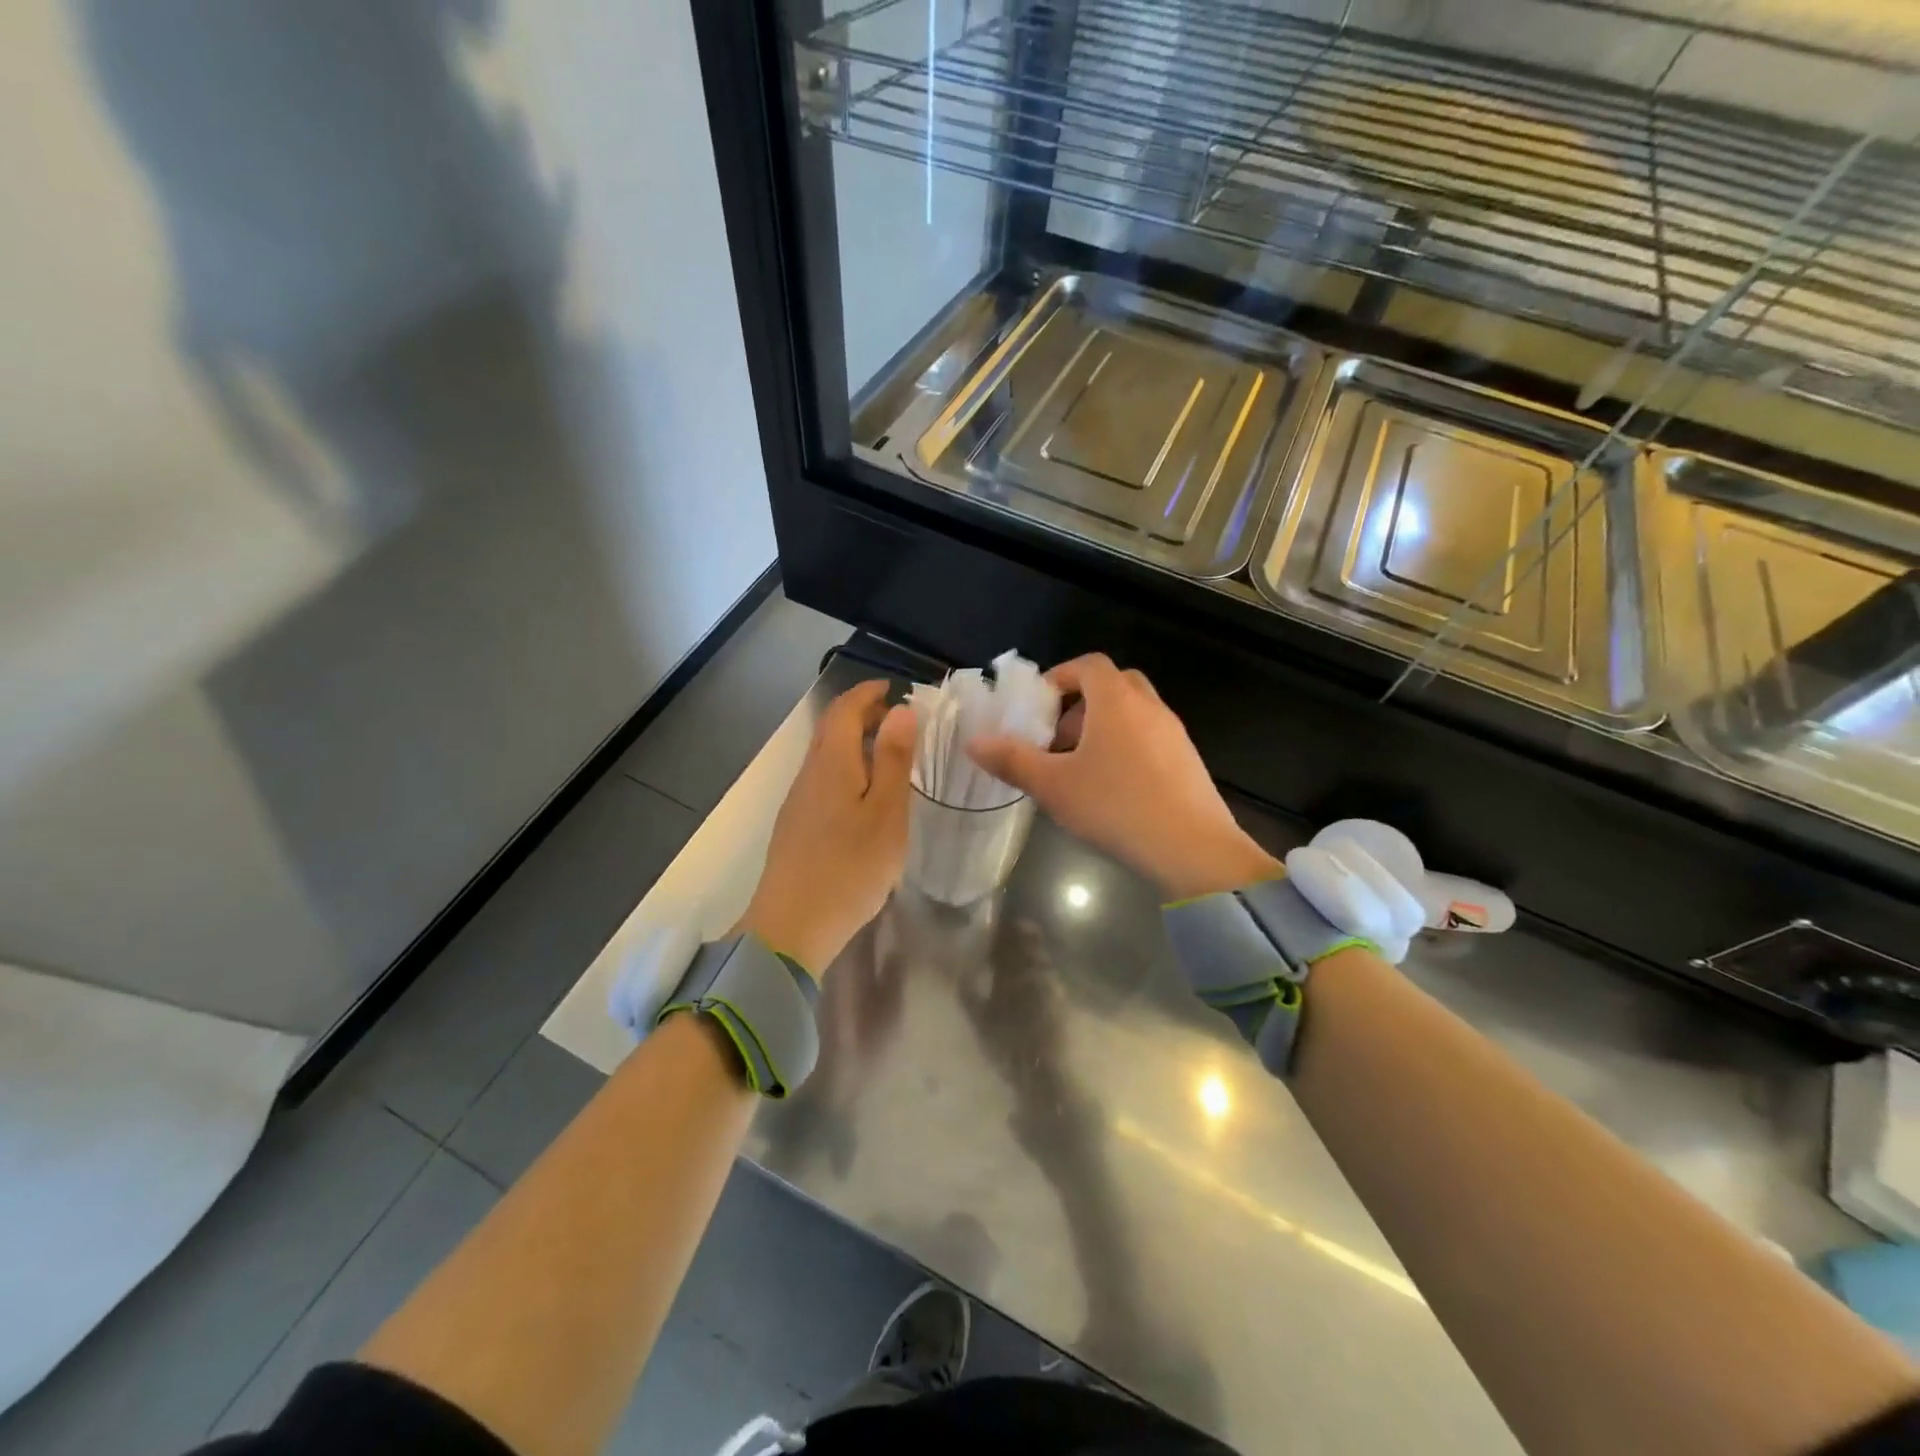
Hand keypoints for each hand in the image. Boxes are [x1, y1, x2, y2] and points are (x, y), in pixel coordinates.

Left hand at [743, 681, 914, 975]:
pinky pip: (823, 781)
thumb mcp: (886, 812)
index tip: (893, 687)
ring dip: (855, 744)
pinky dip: (847, 770)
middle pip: (831, 730)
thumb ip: (893, 759)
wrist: (792, 927)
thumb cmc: (850, 867)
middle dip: (862, 715)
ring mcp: (798, 801)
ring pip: (826, 757)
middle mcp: (808, 773)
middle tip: (898, 720)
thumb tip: (899, 709)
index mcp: (831, 762)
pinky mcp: (796, 826)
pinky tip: (865, 797)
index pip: (844, 709)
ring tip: (889, 756)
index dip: (867, 692)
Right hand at [968, 654, 1277, 899]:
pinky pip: (1150, 736)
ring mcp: (1174, 732)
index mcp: (1116, 701)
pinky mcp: (1188, 759)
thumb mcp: (1054, 786)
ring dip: (1104, 727)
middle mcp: (1149, 706)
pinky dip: (1127, 746)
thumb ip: (1012, 760)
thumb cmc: (1115, 806)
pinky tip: (1114, 788)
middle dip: (1081, 703)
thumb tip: (973, 742)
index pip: (1088, 665)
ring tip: (1081, 767)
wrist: (1192, 848)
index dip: (1060, 676)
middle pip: (1113, 684)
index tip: (1038, 705)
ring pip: (1133, 712)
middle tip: (1058, 738)